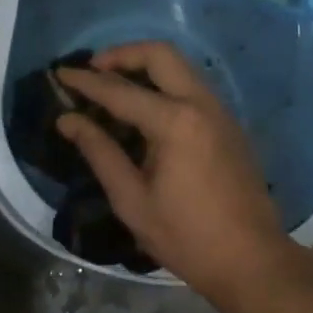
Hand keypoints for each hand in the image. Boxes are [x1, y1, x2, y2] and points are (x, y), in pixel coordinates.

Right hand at [56, 42, 291, 300]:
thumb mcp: (133, 200)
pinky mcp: (228, 121)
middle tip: (94, 70)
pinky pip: (191, 84)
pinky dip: (164, 81)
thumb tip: (68, 119)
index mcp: (175, 121)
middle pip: (159, 53)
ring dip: (145, 64)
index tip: (60, 72)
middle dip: (122, 54)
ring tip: (114, 84)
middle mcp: (200, 102)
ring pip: (179, 64)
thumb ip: (100, 152)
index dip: (86, 81)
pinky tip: (145, 106)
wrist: (252, 259)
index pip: (120, 90)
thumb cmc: (187, 237)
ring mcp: (219, 109)